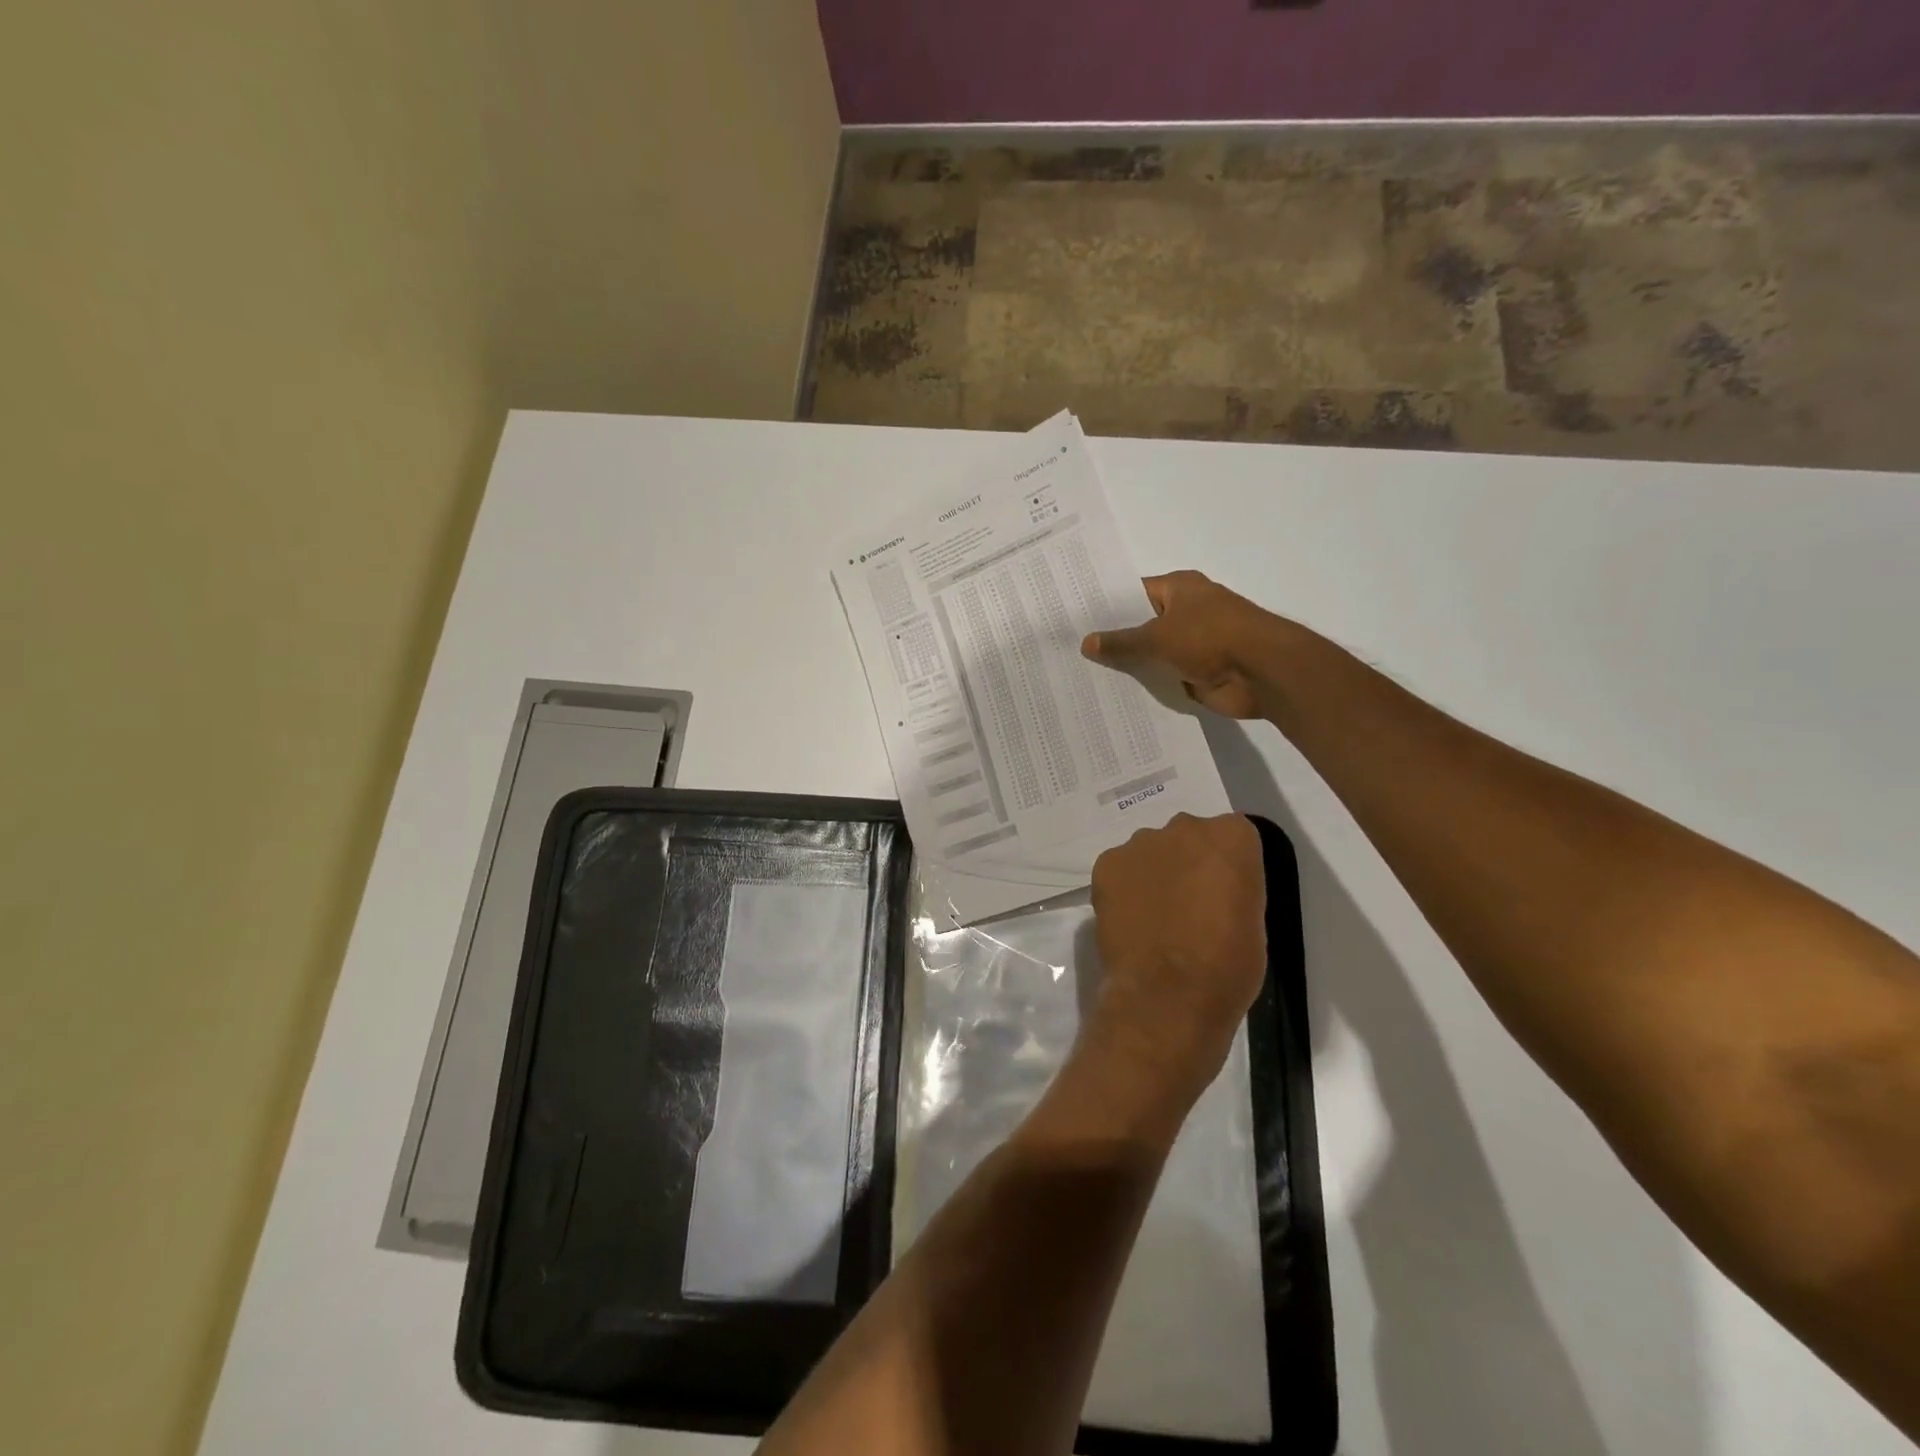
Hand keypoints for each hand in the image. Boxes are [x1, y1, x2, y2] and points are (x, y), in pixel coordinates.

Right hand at [1081, 570, 1278, 718]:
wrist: (1262, 672)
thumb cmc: (1210, 638)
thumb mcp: (1157, 637)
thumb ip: (1121, 643)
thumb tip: (1085, 643)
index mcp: (1179, 589)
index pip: (1132, 594)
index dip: (1105, 607)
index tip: (1074, 621)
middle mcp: (1186, 612)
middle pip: (1141, 625)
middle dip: (1113, 640)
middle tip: (1071, 652)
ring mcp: (1193, 644)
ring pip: (1152, 654)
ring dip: (1130, 666)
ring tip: (1084, 677)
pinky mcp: (1198, 673)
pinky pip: (1164, 678)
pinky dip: (1148, 687)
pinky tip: (1115, 696)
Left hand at [1085, 813, 1267, 1106]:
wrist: (1168, 994)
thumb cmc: (1227, 965)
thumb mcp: (1253, 920)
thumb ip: (1233, 886)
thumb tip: (1212, 888)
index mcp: (1232, 837)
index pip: (1232, 837)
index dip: (1226, 867)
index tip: (1223, 893)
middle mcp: (1185, 827)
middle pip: (1188, 837)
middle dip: (1187, 862)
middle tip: (1187, 904)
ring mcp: (1141, 843)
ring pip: (1150, 851)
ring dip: (1153, 873)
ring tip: (1154, 916)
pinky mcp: (1106, 864)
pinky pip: (1119, 869)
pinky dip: (1124, 888)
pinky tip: (1130, 919)